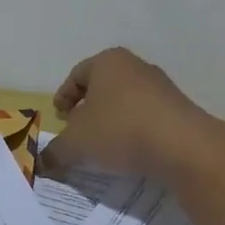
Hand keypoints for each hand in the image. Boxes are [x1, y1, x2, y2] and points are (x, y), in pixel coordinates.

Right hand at [40, 47, 220, 180]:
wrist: (183, 146)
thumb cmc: (120, 130)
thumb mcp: (77, 143)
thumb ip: (55, 151)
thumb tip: (41, 162)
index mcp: (108, 62)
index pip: (77, 75)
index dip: (64, 96)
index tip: (59, 117)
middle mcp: (136, 66)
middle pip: (103, 86)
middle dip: (88, 109)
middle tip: (78, 131)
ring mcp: (161, 86)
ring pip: (126, 101)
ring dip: (112, 120)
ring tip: (104, 146)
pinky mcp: (178, 109)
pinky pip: (147, 117)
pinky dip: (134, 130)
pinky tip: (130, 151)